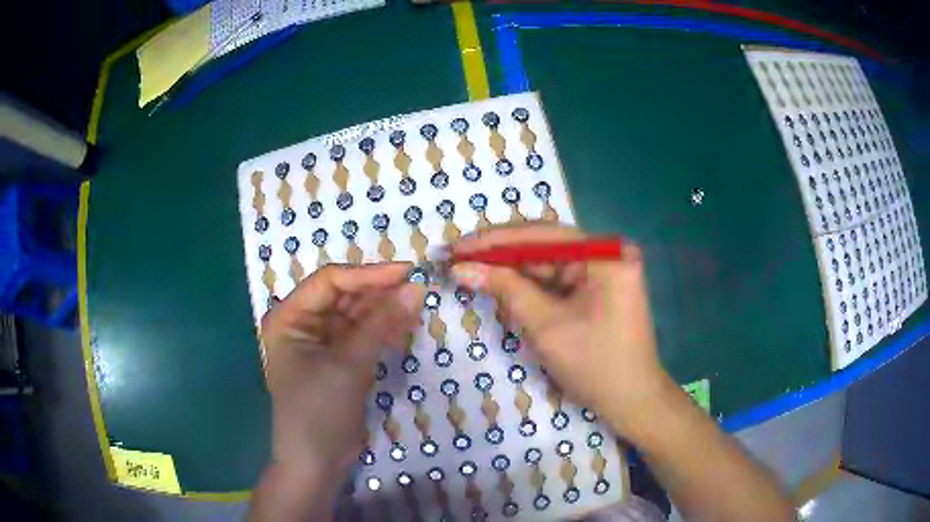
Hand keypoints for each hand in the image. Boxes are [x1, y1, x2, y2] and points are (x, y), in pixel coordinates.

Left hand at [259, 263, 423, 475]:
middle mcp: (302, 323)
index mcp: (289, 317)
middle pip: (344, 296)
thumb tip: (416, 288)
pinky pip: (363, 335)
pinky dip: (383, 332)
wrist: (317, 462)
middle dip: (379, 294)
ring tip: (415, 310)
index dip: (368, 274)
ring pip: (356, 315)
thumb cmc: (318, 411)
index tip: (407, 272)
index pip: (329, 282)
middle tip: (417, 290)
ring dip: (384, 312)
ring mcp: (320, 342)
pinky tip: (403, 333)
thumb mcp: (348, 365)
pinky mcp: (338, 359)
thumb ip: (381, 325)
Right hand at [450, 223, 670, 432]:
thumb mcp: (546, 326)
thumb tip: (461, 268)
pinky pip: (556, 280)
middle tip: (457, 256)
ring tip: (469, 268)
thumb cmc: (595, 365)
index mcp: (605, 255)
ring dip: (510, 269)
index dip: (495, 240)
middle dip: (500, 253)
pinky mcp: (596, 288)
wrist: (632, 401)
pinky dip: (527, 285)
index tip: (457, 247)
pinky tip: (498, 283)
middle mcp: (606, 253)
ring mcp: (603, 270)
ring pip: (546, 263)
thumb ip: (505, 289)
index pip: (541, 235)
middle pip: (544, 245)